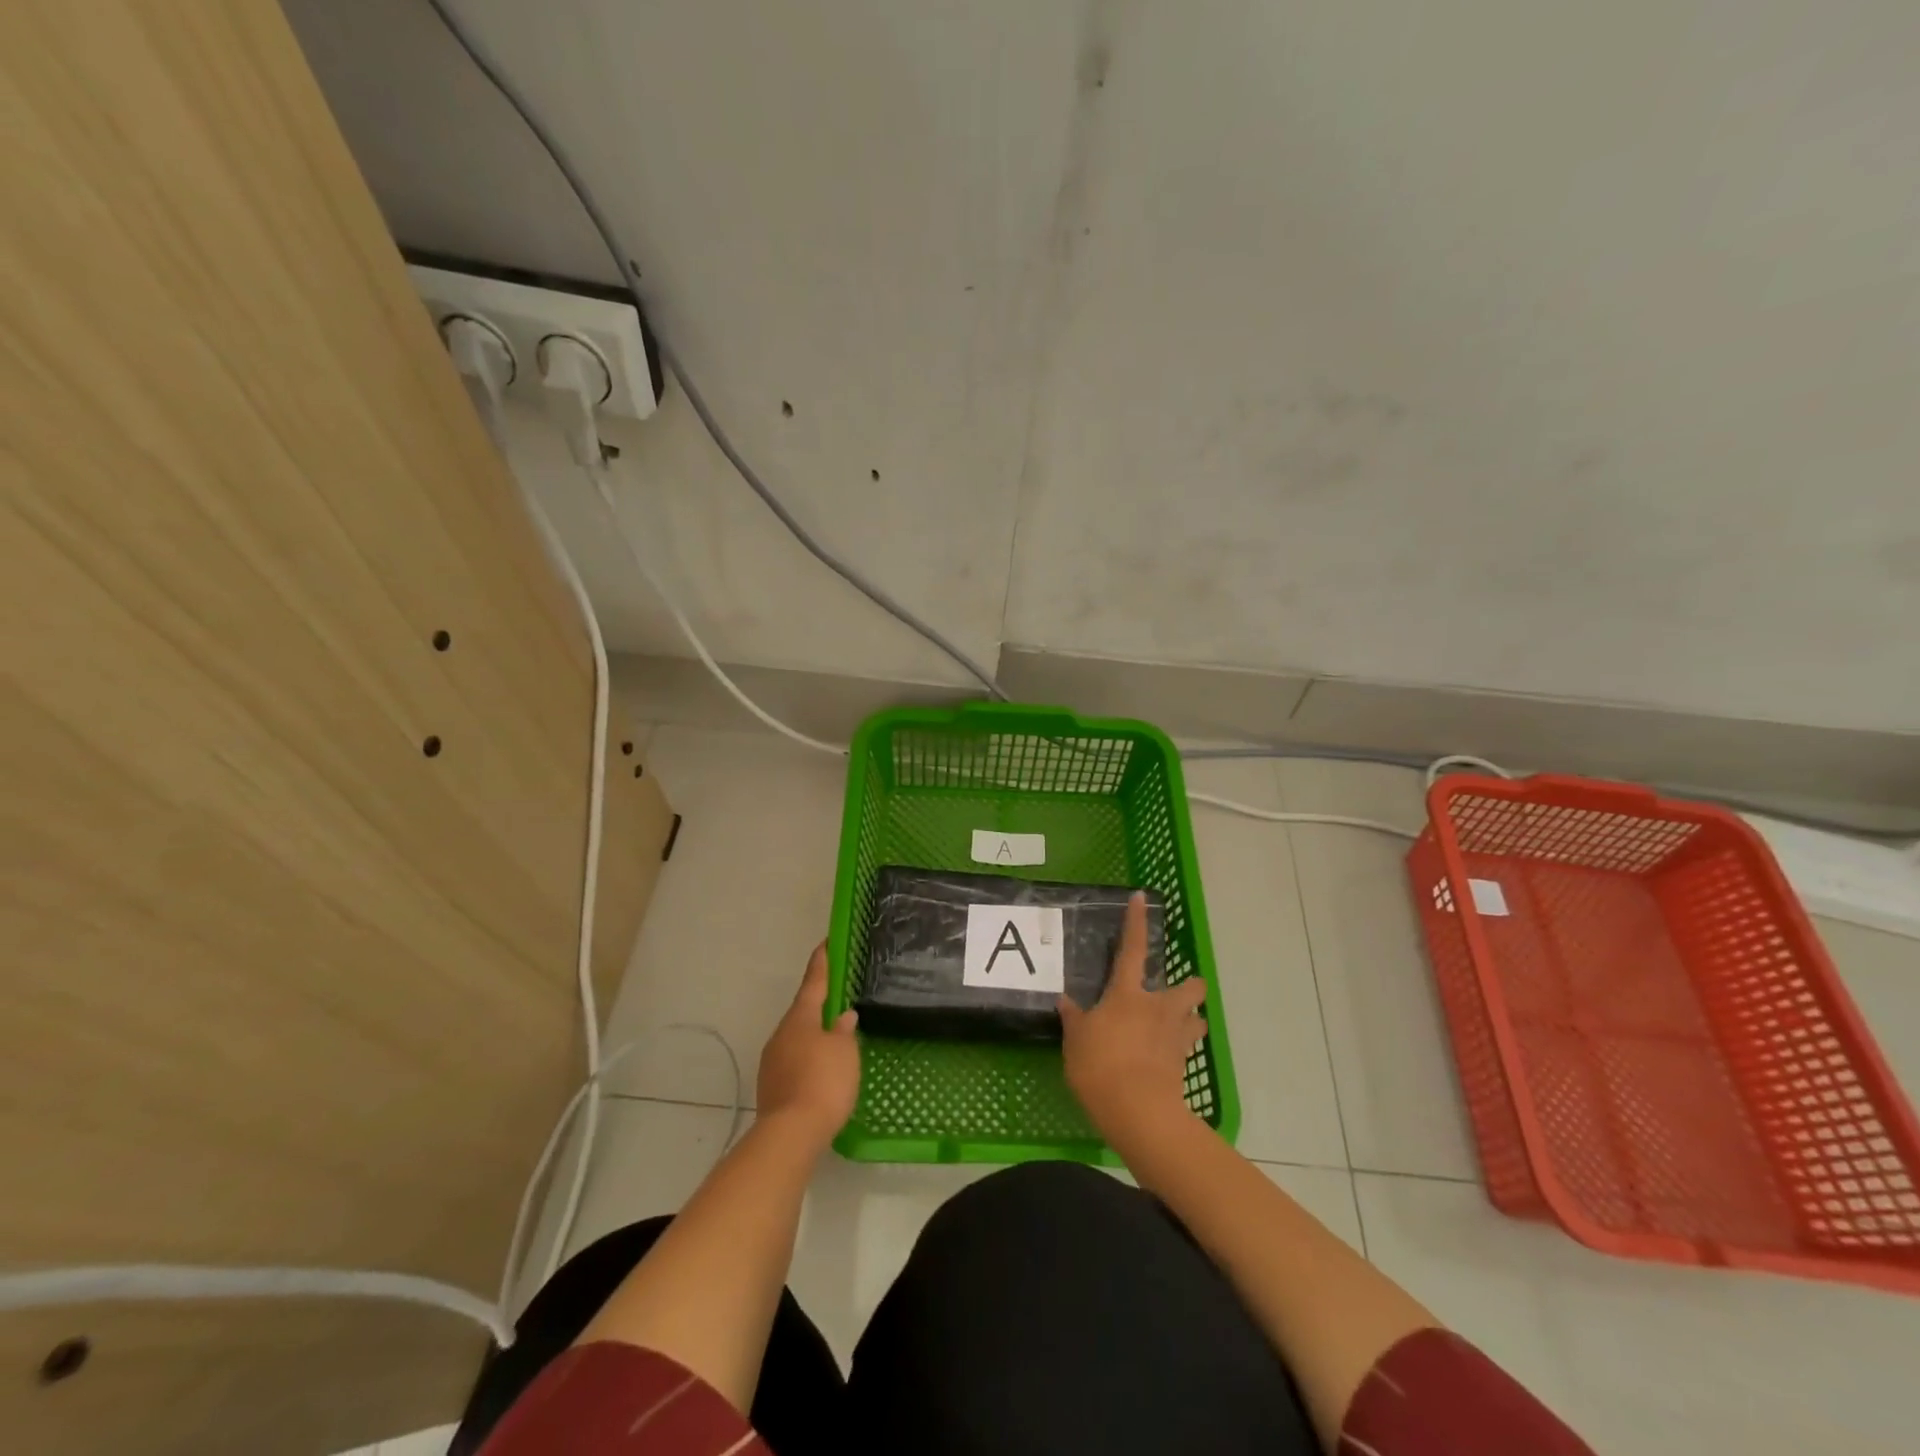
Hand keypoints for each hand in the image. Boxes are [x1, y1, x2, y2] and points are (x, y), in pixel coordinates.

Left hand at [756, 943, 860, 1149]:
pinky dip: (809, 1060)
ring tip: (835, 1040)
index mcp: (800, 1018)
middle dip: (818, 1005)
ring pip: (797, 1039)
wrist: (790, 1134)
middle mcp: (782, 1034)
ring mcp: (773, 1061)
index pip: (813, 982)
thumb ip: (843, 1031)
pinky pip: (794, 1062)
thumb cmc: (823, 1082)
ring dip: (814, 1036)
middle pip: (802, 1012)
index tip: (825, 944)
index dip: (821, 963)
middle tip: (838, 999)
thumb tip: (843, 1016)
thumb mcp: (844, 1052)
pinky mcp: (772, 1087)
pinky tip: (822, 1071)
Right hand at [1058, 891, 1207, 1150]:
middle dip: (1190, 985)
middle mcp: (1158, 1008)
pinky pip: (1187, 1049)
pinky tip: (1165, 1059)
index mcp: (1128, 993)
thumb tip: (1065, 1000)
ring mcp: (1176, 1037)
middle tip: (1174, 993)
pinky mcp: (1183, 1065)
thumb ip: (1074, 1018)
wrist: (1137, 1111)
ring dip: (1189, 1019)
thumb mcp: (1076, 1039)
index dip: (1136, 922)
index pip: (1133, 948)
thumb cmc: (1100, 1065)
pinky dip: (1180, 1049)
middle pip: (1190, 986)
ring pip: (1197, 1019)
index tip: (1141, 898)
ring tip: (1174, 1027)